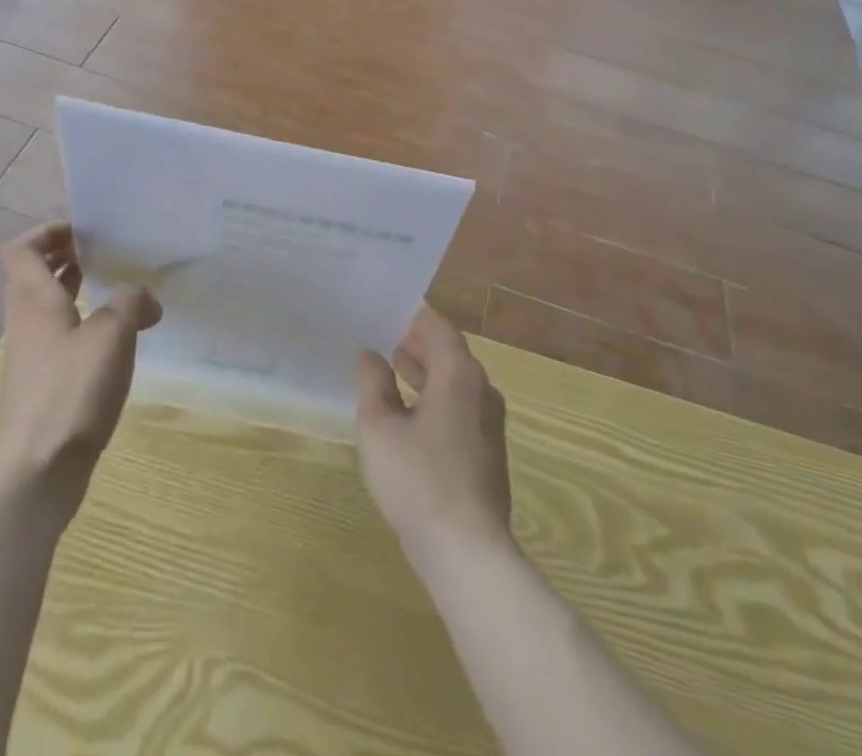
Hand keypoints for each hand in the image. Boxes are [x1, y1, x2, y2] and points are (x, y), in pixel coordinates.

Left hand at [0, 222, 160, 516]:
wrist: (39, 472)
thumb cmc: (72, 391)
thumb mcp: (113, 334)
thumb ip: (131, 303)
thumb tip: (145, 300)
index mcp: (34, 302)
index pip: (20, 250)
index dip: (45, 232)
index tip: (82, 230)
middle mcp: (25, 323)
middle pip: (30, 276)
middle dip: (62, 257)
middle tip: (100, 251)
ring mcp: (31, 357)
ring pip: (44, 307)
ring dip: (71, 289)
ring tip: (111, 286)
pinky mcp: (41, 386)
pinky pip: (57, 336)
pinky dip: (79, 322)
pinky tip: (113, 337)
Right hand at [356, 305, 512, 569]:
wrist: (467, 551)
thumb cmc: (418, 479)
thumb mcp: (379, 428)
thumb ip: (373, 383)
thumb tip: (372, 356)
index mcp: (459, 374)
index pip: (438, 327)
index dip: (413, 316)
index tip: (388, 310)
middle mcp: (481, 390)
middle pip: (450, 352)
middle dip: (418, 343)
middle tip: (385, 336)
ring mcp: (489, 423)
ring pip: (456, 382)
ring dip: (427, 371)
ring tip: (394, 368)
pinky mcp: (488, 452)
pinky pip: (461, 407)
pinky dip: (437, 397)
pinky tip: (411, 415)